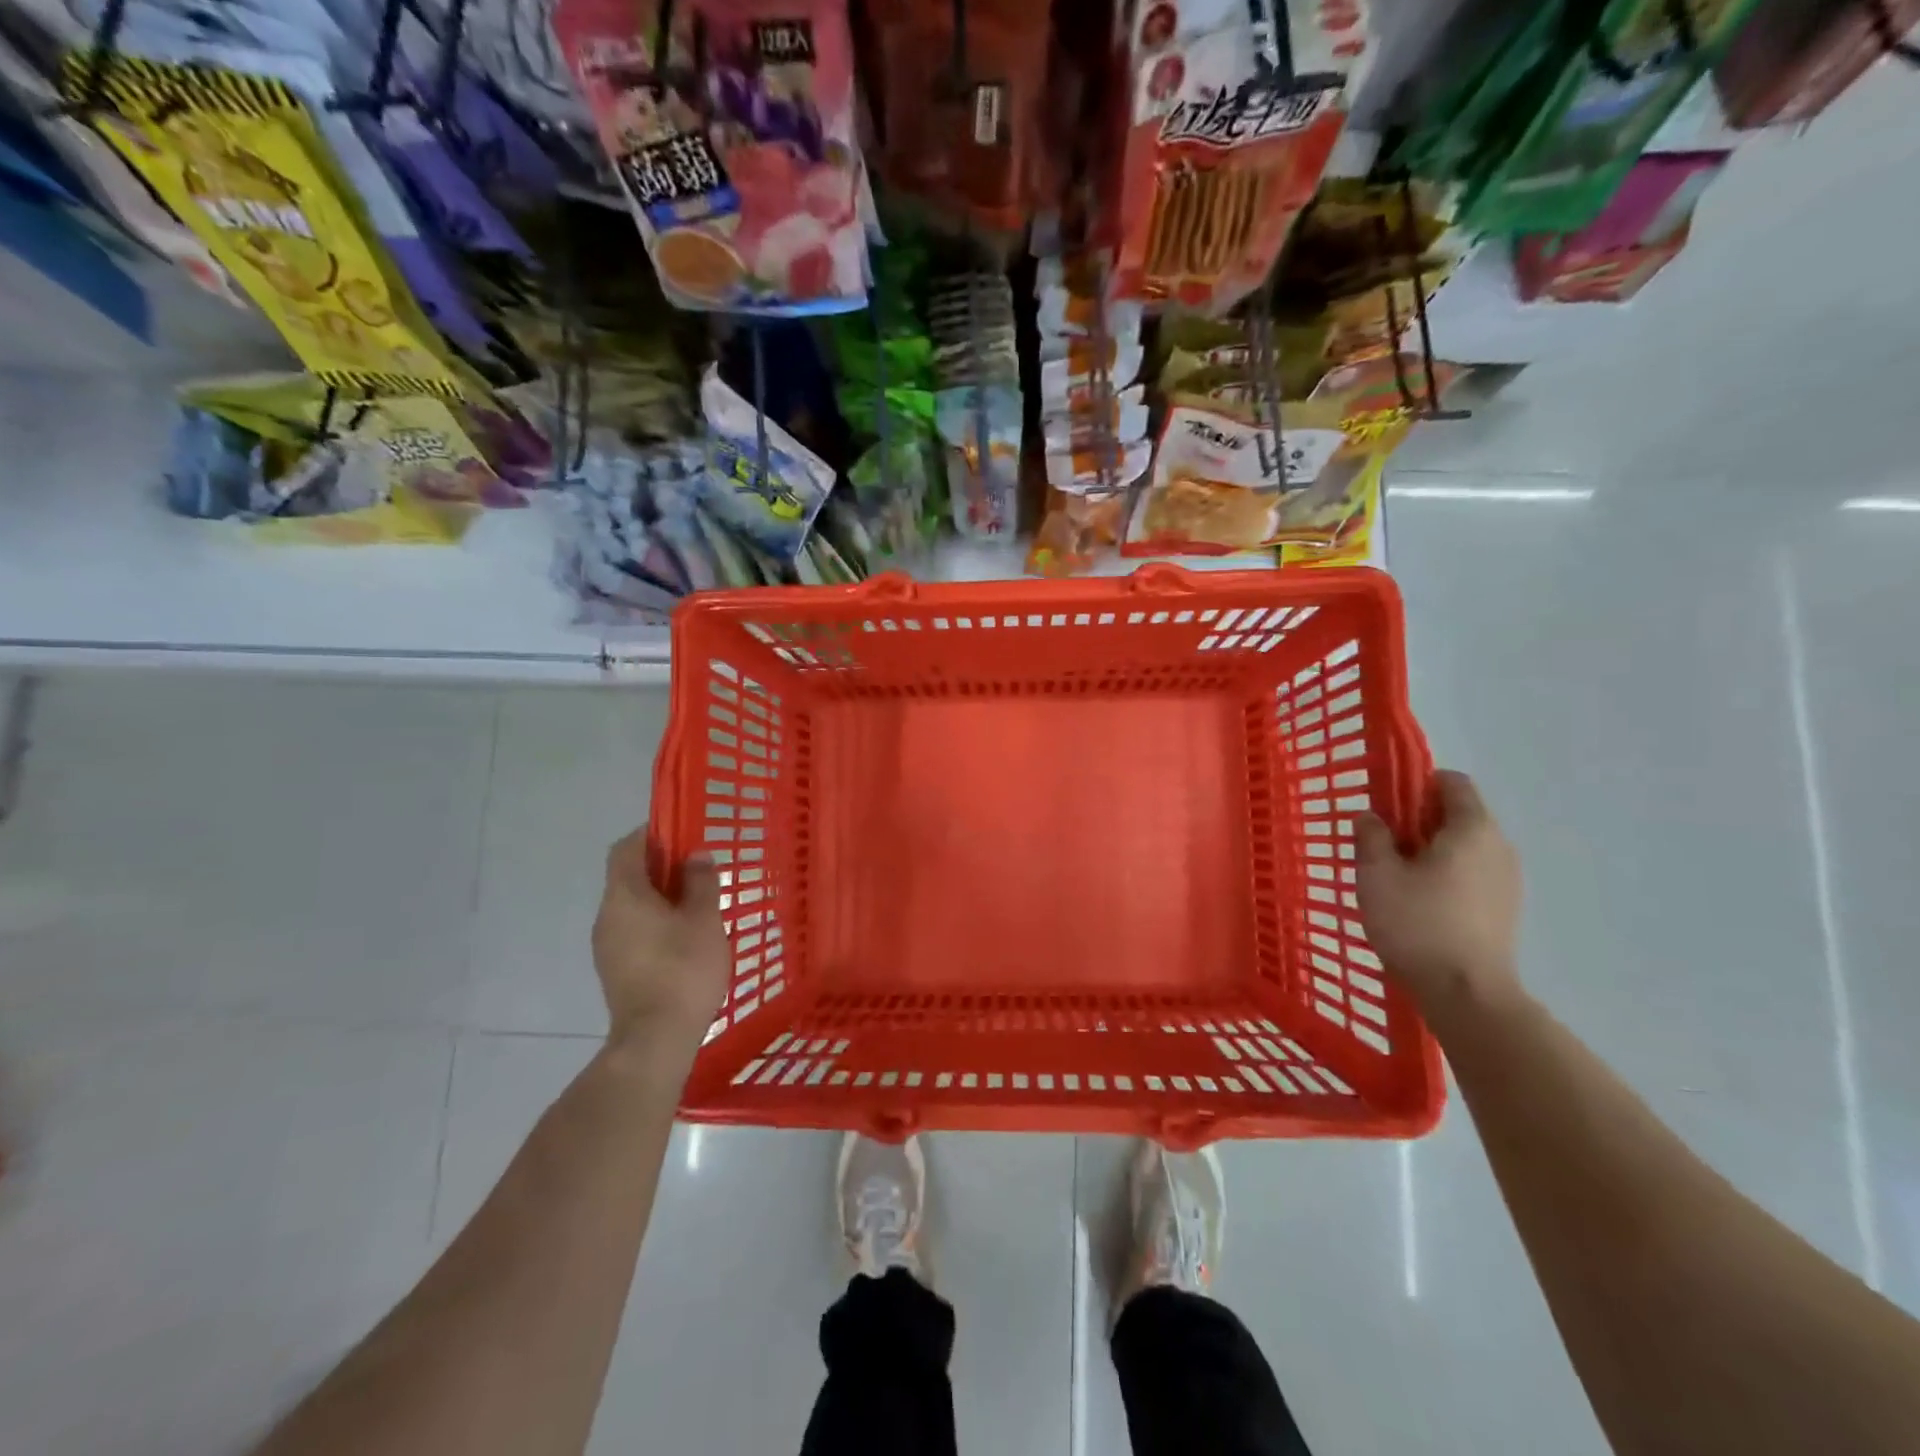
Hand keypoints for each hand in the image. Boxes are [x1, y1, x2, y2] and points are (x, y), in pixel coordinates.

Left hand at [591, 831, 730, 1052]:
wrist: (656, 1039)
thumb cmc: (683, 969)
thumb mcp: (705, 919)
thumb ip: (701, 882)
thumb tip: (696, 856)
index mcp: (624, 896)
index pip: (627, 848)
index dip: (652, 835)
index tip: (682, 835)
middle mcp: (606, 915)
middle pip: (628, 876)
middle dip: (662, 867)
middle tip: (699, 871)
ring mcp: (606, 946)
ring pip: (632, 906)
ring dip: (660, 897)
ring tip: (698, 906)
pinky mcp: (614, 969)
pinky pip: (633, 930)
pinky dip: (655, 923)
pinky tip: (685, 938)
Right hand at [1354, 770, 1523, 1017]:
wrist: (1466, 993)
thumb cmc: (1417, 923)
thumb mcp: (1376, 874)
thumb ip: (1371, 837)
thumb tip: (1371, 817)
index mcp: (1472, 829)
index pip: (1453, 782)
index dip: (1416, 785)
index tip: (1386, 806)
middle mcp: (1499, 846)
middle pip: (1458, 814)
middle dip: (1418, 821)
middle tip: (1382, 845)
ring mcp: (1507, 880)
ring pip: (1464, 847)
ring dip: (1431, 851)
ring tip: (1396, 878)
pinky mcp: (1504, 909)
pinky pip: (1472, 874)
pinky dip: (1446, 876)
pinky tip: (1419, 903)